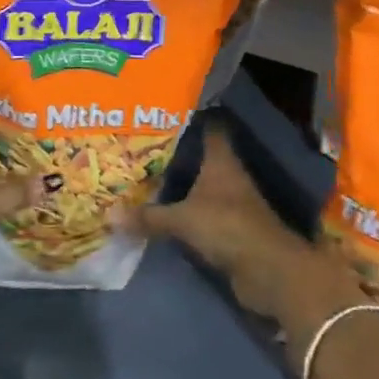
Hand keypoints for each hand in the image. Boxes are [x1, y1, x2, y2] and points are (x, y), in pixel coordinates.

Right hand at [135, 122, 354, 325]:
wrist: (268, 272)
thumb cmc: (228, 227)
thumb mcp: (183, 219)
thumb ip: (149, 216)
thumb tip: (109, 214)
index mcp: (221, 160)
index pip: (209, 127)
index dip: (191, 115)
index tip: (166, 107)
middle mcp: (228, 176)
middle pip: (201, 155)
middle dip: (176, 150)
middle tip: (141, 142)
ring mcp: (231, 203)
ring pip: (200, 184)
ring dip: (179, 182)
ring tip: (144, 173)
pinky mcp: (230, 228)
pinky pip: (200, 212)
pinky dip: (184, 210)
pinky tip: (161, 209)